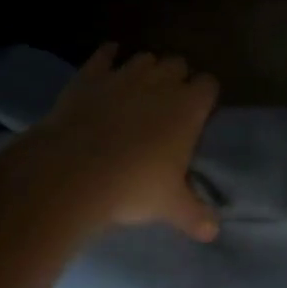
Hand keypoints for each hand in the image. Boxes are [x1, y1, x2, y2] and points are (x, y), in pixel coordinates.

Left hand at [22, 43, 221, 242]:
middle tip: (169, 104)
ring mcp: (124, 75)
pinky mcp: (91, 75)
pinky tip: (108, 59)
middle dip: (177, 78)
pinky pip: (104, 55)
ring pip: (144, 58)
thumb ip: (195, 215)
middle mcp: (161, 82)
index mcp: (188, 106)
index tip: (200, 113)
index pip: (209, 84)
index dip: (205, 96)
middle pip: (178, 64)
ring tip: (140, 88)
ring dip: (146, 69)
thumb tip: (213, 233)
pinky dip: (108, 55)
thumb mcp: (170, 206)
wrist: (73, 172)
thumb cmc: (132, 187)